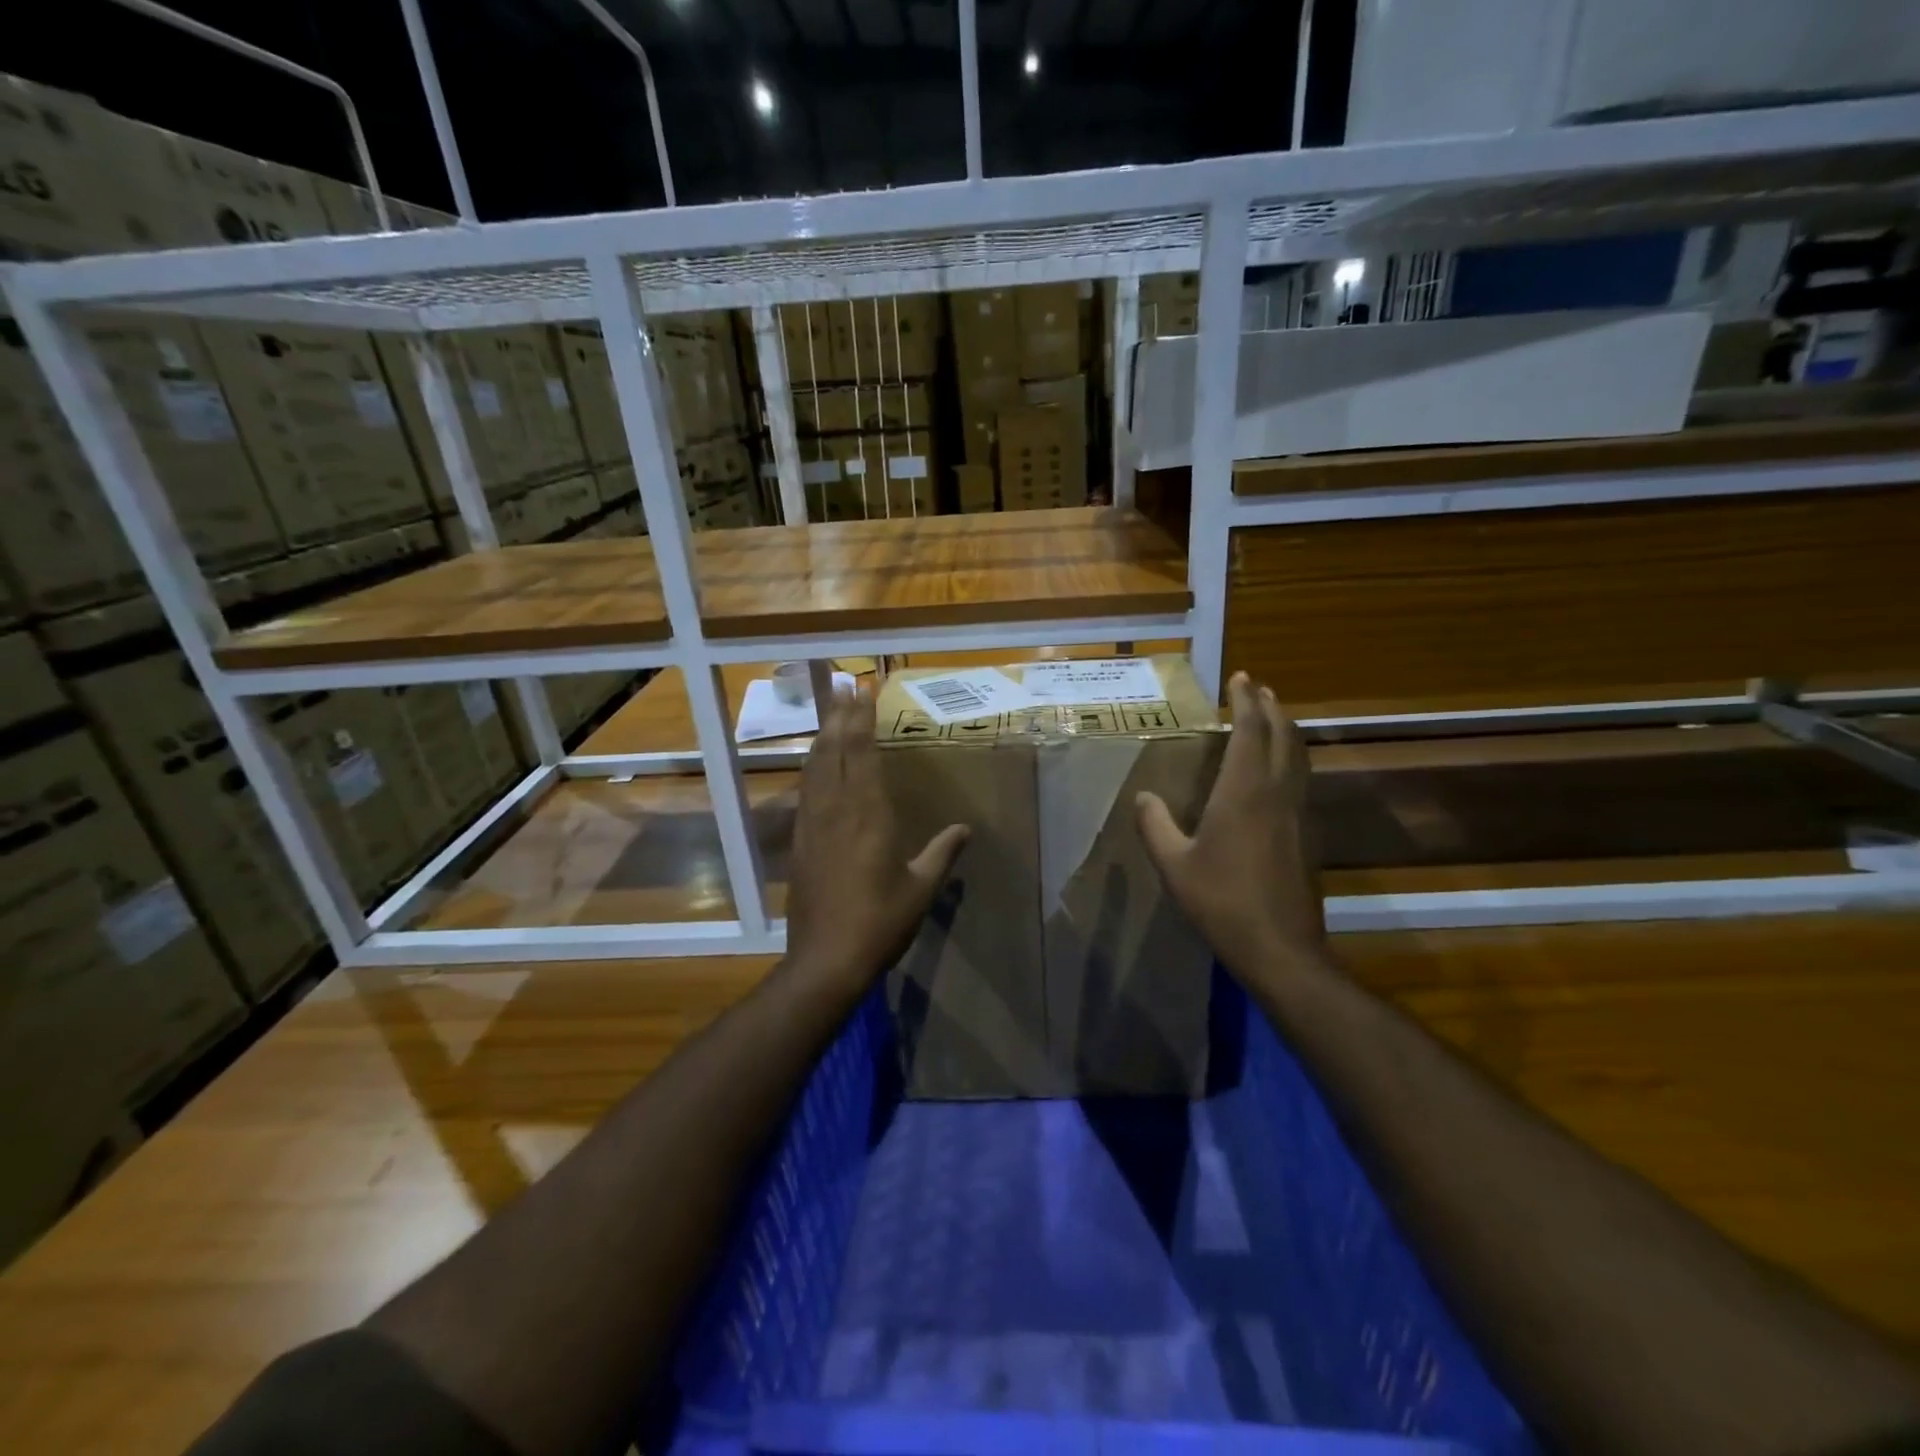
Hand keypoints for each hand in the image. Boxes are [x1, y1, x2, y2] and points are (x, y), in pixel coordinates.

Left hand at [784, 684, 968, 993]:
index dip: (861, 718)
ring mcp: (812, 824)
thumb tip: (965, 829)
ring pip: (815, 767)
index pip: (861, 752)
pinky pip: (806, 791)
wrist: (825, 960)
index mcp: (867, 813)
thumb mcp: (921, 888)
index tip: (863, 690)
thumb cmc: (880, 922)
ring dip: (823, 736)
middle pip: (834, 750)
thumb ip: (942, 853)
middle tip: (844, 687)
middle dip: (840, 716)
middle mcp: (835, 809)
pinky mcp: (799, 842)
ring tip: (830, 714)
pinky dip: (812, 768)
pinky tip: (815, 766)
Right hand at [1136, 671, 1328, 983]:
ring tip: (1272, 717)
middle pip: (1282, 735)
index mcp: (1243, 791)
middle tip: (1257, 688)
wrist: (1280, 948)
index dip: (1246, 700)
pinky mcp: (1307, 834)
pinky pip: (1300, 779)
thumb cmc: (1221, 901)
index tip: (1240, 677)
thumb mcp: (1174, 864)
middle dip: (1271, 707)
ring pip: (1298, 756)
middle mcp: (1276, 792)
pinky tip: (1277, 772)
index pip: (1250, 730)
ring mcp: (1297, 813)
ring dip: (1285, 730)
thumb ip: (1155, 825)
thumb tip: (1144, 796)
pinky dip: (1290, 758)